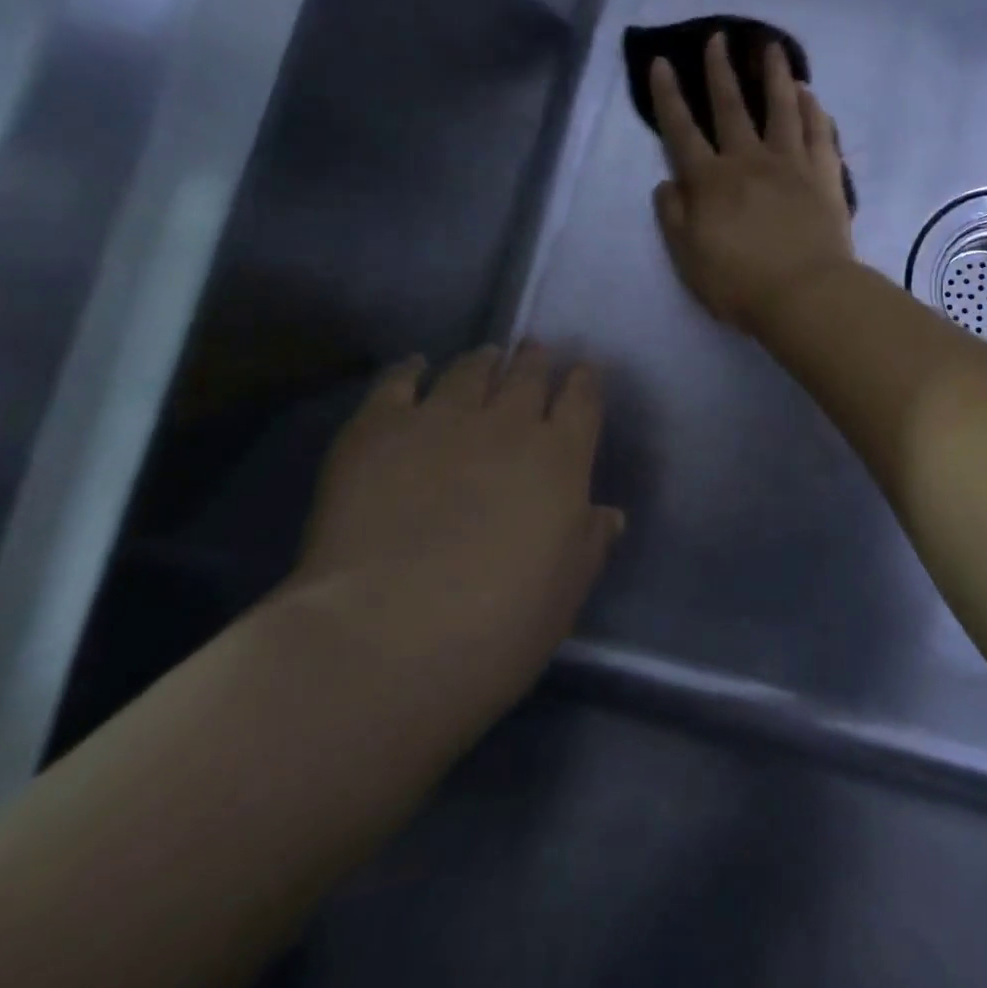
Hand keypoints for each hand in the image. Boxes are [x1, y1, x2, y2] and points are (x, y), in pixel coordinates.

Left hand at [294, 345, 621, 732]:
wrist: (386, 637)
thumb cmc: (498, 627)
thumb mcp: (566, 592)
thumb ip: (589, 543)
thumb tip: (608, 515)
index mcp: (560, 458)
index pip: (582, 401)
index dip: (585, 382)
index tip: (584, 371)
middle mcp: (507, 423)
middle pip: (528, 375)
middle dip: (536, 360)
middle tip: (535, 351)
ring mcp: (440, 419)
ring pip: (470, 370)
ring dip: (484, 360)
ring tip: (486, 356)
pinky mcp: (378, 429)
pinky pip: (398, 381)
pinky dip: (410, 369)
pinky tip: (415, 365)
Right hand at [651, 33, 857, 331]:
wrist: (804, 294)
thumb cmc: (739, 283)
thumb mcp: (688, 258)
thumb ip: (673, 217)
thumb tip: (667, 183)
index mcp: (709, 182)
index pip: (681, 130)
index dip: (668, 96)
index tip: (662, 63)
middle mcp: (748, 161)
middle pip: (731, 107)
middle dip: (720, 70)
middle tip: (718, 37)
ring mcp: (790, 163)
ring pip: (781, 108)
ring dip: (774, 74)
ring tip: (772, 47)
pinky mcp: (824, 174)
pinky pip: (818, 132)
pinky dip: (813, 110)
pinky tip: (810, 94)